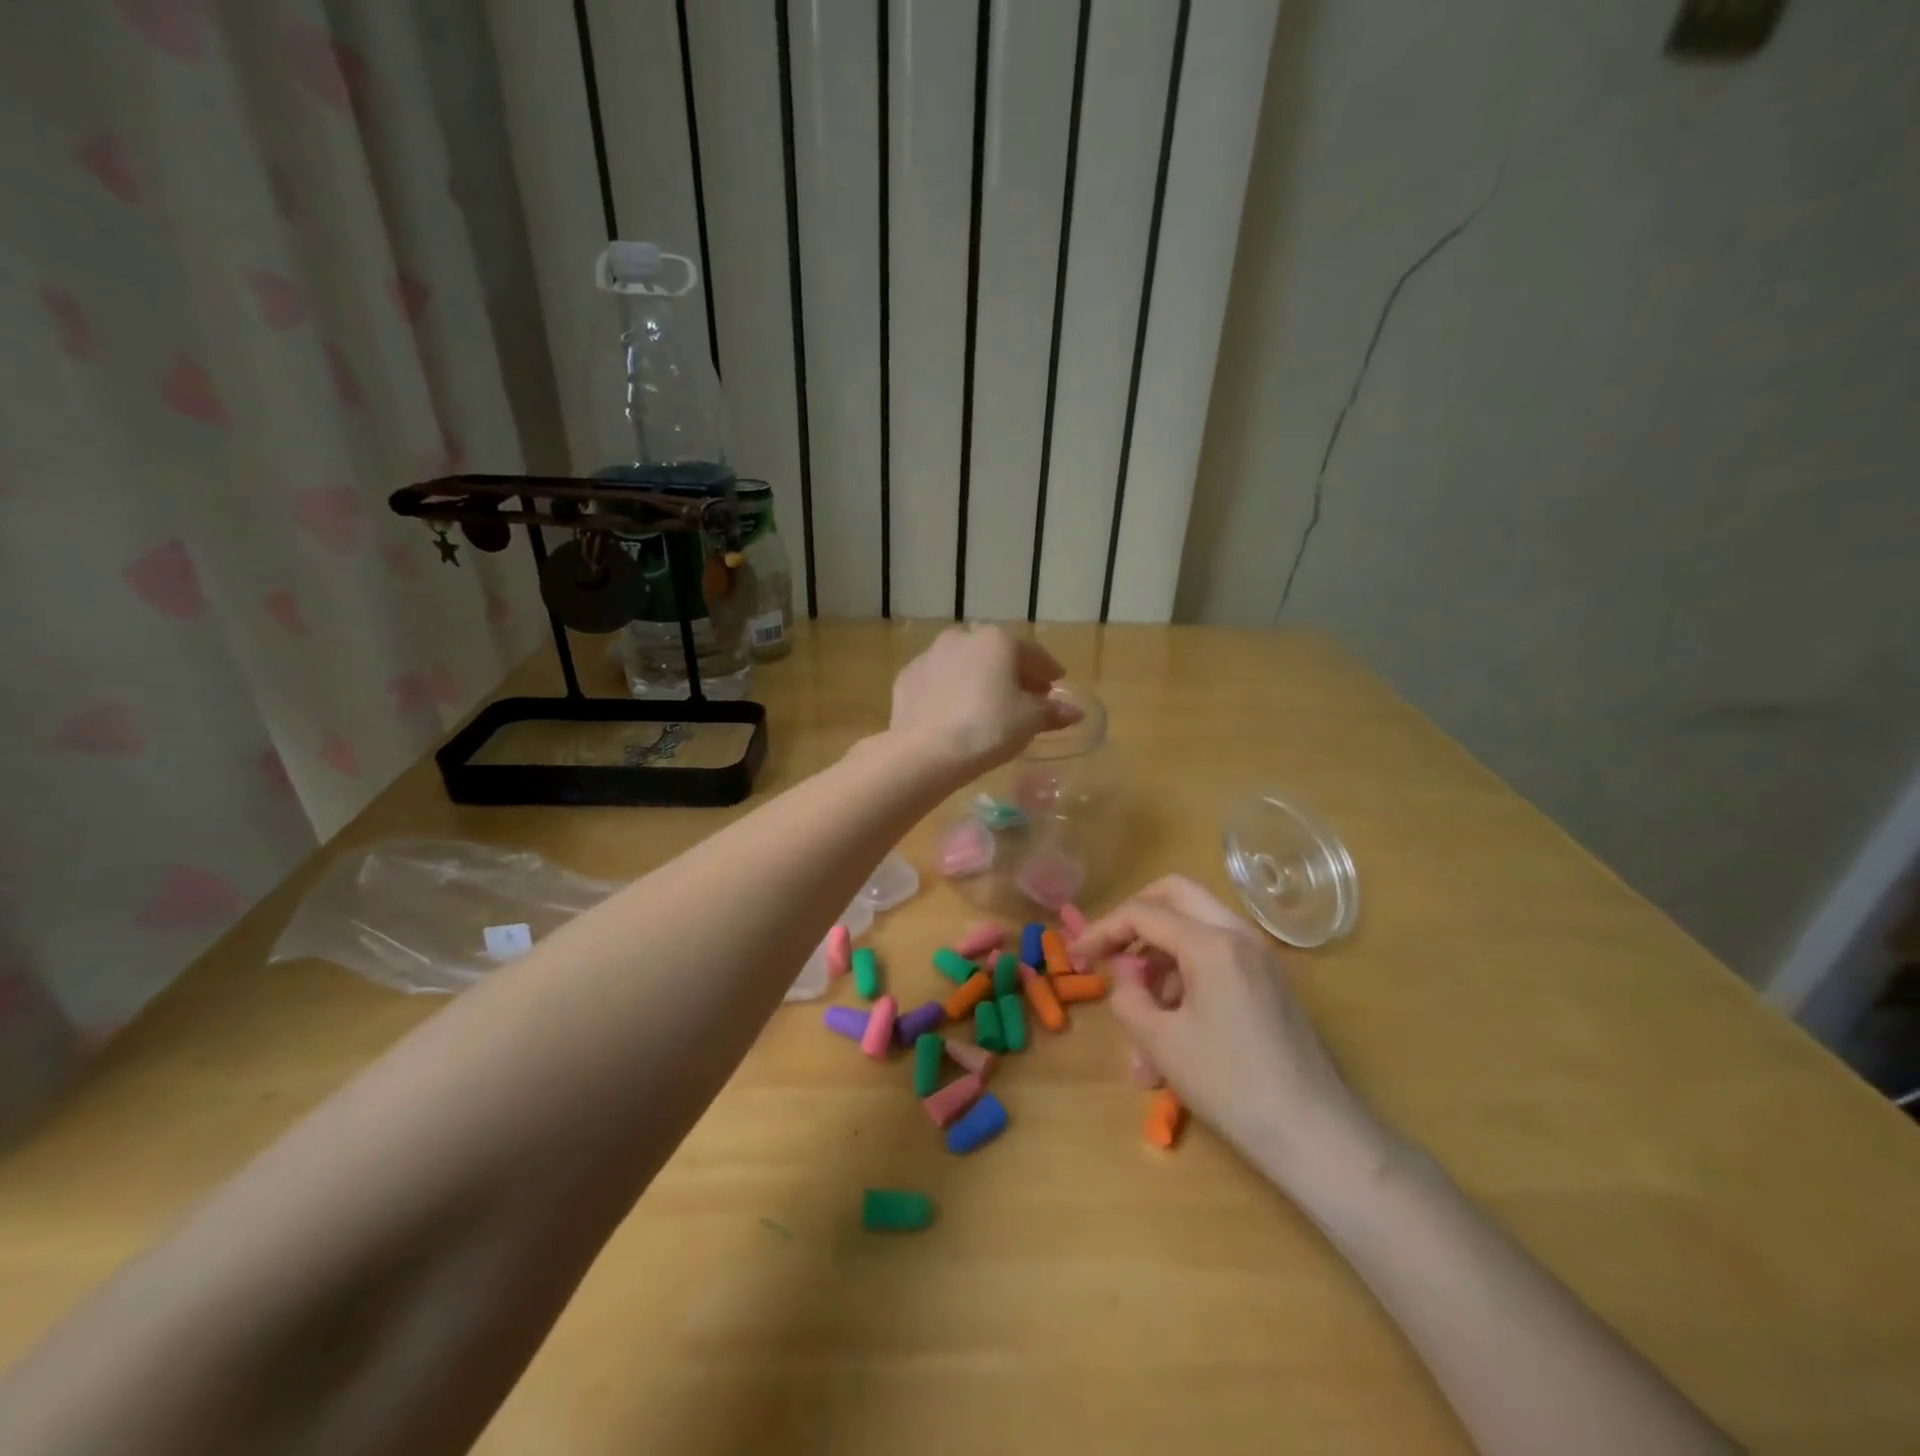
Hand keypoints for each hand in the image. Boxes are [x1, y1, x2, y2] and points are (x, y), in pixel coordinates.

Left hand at [889, 625, 1080, 775]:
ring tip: (988, 703)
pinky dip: (951, 690)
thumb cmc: (988, 729)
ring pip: (964, 663)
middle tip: (1024, 696)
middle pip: (996, 653)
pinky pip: (938, 680)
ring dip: (979, 677)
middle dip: (1012, 672)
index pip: (1032, 653)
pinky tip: (955, 711)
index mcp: (997, 640)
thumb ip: (1052, 712)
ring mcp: (930, 655)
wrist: (925, 751)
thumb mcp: (1028, 721)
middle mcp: (962, 638)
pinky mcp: (907, 678)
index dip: (1047, 670)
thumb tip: (1075, 712)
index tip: (1054, 684)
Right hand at [1073, 876, 1386, 1190]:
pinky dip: (1184, 981)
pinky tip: (1169, 1039)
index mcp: (1211, 942)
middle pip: (1175, 894)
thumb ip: (1127, 995)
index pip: (1142, 912)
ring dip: (1159, 962)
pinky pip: (1215, 959)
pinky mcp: (1267, 981)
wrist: (1315, 1134)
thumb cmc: (1231, 1085)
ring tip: (1138, 1025)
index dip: (1101, 929)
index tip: (1075, 956)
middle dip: (1134, 918)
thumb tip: (1122, 974)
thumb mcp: (1161, 1042)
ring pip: (1194, 929)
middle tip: (1109, 951)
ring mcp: (1259, 956)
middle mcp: (1238, 934)